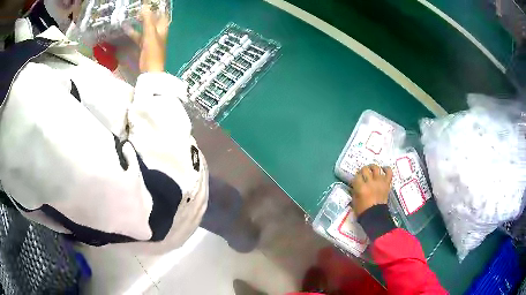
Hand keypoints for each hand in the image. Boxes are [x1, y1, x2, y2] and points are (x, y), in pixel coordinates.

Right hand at [124, 5, 168, 72]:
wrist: (150, 71)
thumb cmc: (152, 52)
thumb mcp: (150, 34)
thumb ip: (148, 21)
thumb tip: (145, 6)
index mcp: (162, 29)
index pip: (162, 15)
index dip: (157, 9)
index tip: (150, 4)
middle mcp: (158, 33)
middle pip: (153, 21)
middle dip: (146, 14)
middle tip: (138, 8)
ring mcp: (150, 40)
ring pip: (144, 28)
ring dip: (138, 23)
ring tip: (131, 15)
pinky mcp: (143, 47)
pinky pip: (138, 36)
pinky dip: (133, 32)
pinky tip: (126, 28)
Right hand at [350, 164, 392, 216]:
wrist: (375, 217)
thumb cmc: (363, 211)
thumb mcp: (354, 201)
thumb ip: (354, 191)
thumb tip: (354, 186)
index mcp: (361, 188)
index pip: (356, 176)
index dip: (355, 177)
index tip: (355, 180)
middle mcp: (370, 182)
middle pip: (365, 170)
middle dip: (362, 171)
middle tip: (362, 174)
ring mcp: (379, 182)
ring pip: (376, 168)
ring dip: (372, 167)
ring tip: (371, 169)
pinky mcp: (387, 183)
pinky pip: (389, 172)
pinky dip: (386, 169)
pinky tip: (383, 169)